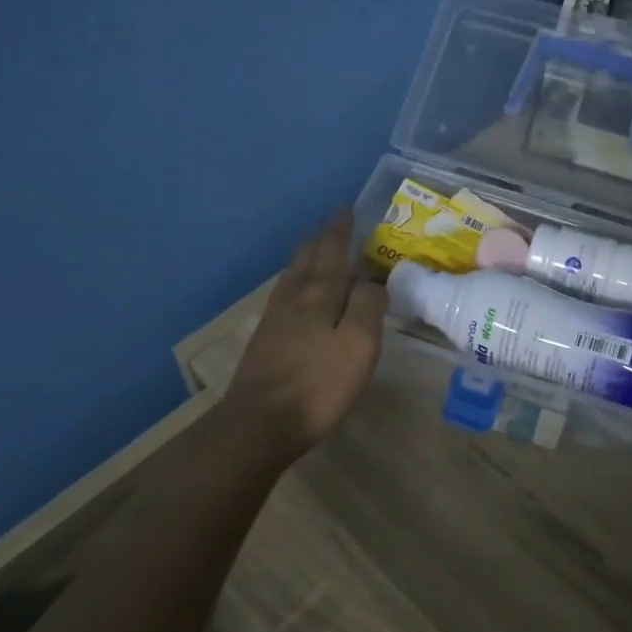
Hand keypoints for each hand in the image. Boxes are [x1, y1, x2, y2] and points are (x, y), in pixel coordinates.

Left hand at [221, 209, 386, 460]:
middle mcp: (294, 295)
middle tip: (335, 223)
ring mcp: (275, 315)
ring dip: (308, 255)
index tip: (346, 208)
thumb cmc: (319, 384)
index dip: (340, 228)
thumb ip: (368, 305)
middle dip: (322, 236)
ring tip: (320, 248)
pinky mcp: (266, 336)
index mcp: (319, 292)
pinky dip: (300, 278)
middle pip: (307, 255)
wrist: (259, 423)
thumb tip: (372, 279)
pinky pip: (287, 291)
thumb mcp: (359, 345)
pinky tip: (301, 291)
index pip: (331, 248)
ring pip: (294, 272)